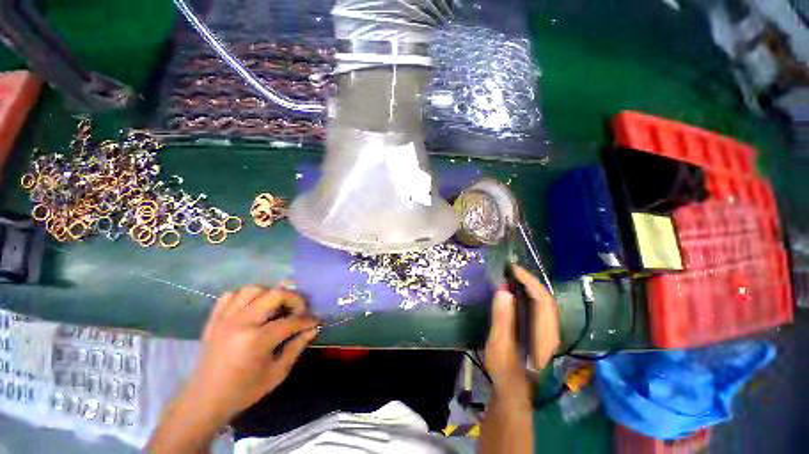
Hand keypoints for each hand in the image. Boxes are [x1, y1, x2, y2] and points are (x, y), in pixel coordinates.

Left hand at [185, 286, 318, 423]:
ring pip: (254, 289)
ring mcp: (225, 318)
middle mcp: (241, 322)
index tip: (315, 321)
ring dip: (270, 294)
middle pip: (275, 294)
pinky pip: (231, 296)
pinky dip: (245, 297)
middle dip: (294, 299)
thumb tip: (313, 329)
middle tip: (299, 310)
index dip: (307, 320)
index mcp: (256, 340)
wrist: (204, 401)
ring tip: (277, 307)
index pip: (291, 321)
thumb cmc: (244, 391)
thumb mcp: (277, 373)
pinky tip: (252, 308)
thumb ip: (296, 346)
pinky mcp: (214, 319)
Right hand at [484, 264, 558, 394]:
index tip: (512, 268)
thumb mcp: (500, 347)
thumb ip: (502, 319)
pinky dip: (525, 296)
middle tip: (508, 269)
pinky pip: (535, 309)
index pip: (543, 300)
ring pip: (541, 303)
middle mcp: (550, 331)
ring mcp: (546, 333)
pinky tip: (512, 294)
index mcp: (545, 335)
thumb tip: (503, 290)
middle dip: (528, 280)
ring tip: (509, 276)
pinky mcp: (539, 334)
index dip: (529, 281)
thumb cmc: (507, 375)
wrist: (515, 397)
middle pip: (545, 299)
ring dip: (527, 287)